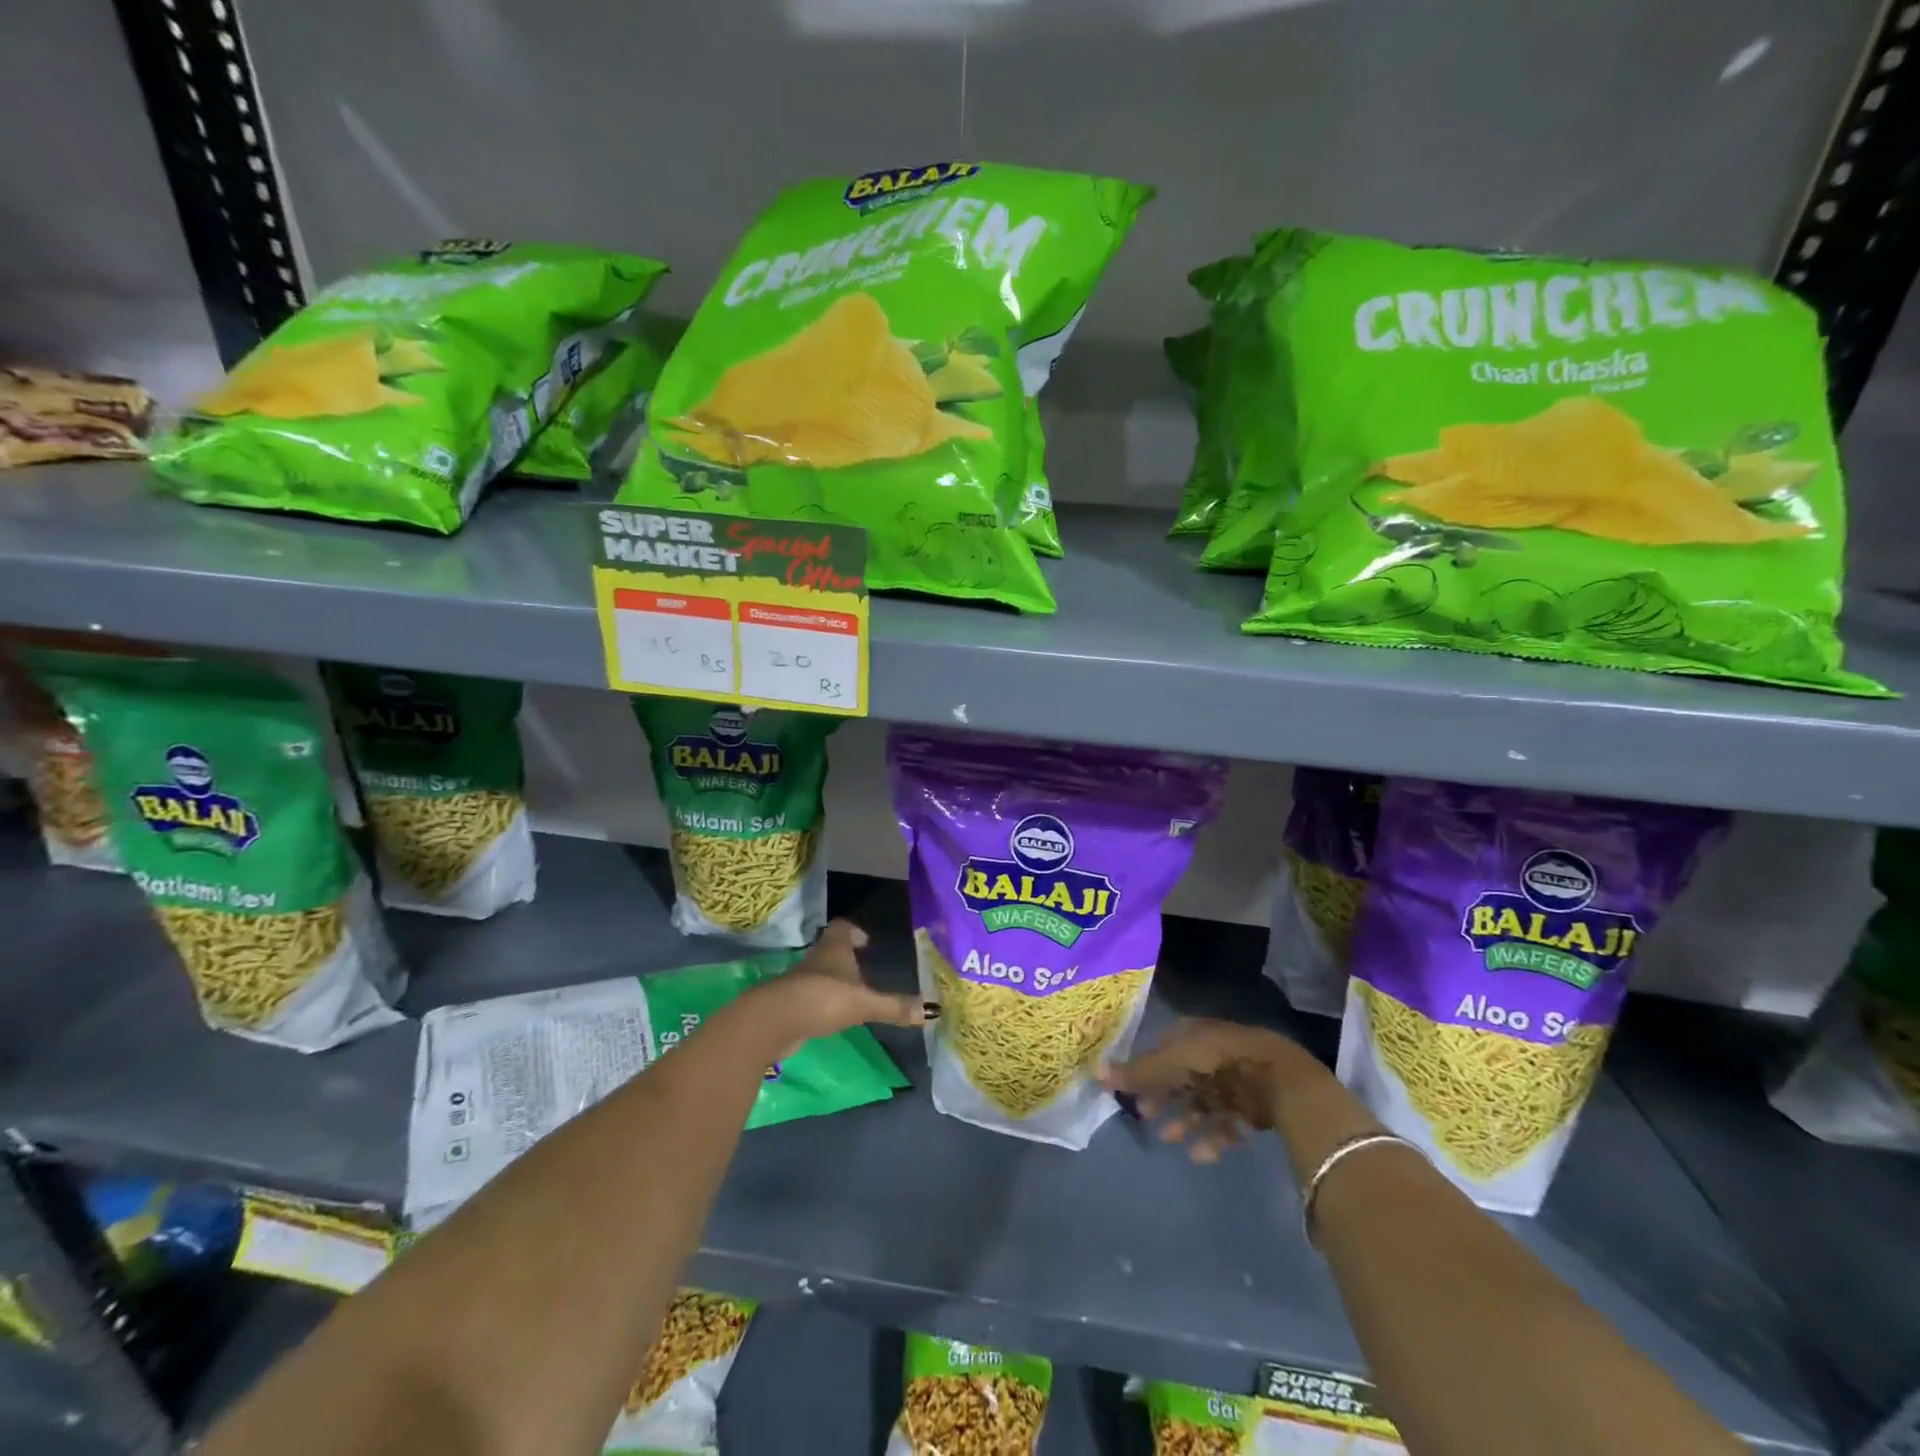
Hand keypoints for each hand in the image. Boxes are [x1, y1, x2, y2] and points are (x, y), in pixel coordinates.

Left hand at [750, 920, 930, 1055]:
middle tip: (866, 968)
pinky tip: (834, 1015)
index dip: (854, 931)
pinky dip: (824, 1002)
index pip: (842, 928)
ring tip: (854, 993)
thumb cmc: (824, 999)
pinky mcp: (791, 1004)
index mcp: (834, 949)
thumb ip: (895, 1007)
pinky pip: (812, 996)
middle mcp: (816, 959)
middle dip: (847, 957)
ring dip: (835, 980)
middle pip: (831, 950)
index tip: (866, 942)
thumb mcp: (865, 1004)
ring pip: (821, 973)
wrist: (776, 1021)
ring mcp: (801, 981)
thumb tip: (932, 1010)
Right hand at [1100, 1018, 1321, 1163]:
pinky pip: (1228, 1120)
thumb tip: (1095, 1071)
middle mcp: (1212, 1052)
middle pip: (1182, 1076)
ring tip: (1172, 1140)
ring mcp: (1235, 1076)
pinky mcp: (1254, 1102)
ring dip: (1186, 1120)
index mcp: (1192, 1034)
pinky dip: (1214, 1136)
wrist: (1279, 1080)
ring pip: (1203, 1100)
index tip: (1133, 1092)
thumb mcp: (1170, 1065)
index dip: (1147, 1070)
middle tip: (1147, 1118)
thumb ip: (1137, 1072)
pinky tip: (1203, 1154)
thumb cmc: (1217, 1063)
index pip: (1163, 1048)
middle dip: (1165, 1098)